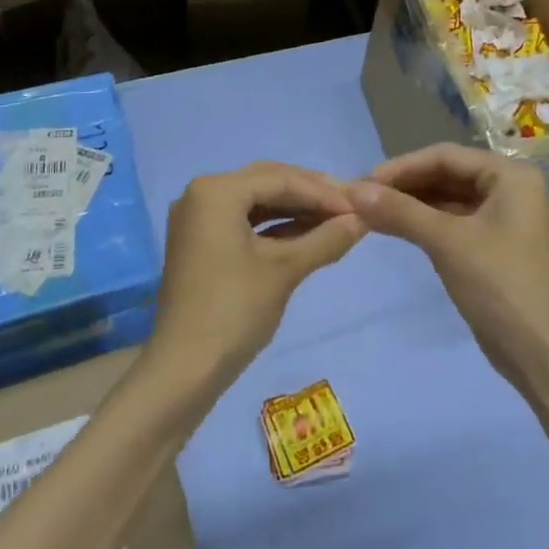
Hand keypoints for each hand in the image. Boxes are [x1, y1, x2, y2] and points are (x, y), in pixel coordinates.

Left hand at [151, 162, 365, 380]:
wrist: (184, 369)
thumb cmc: (234, 311)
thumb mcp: (285, 270)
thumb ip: (325, 239)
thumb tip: (364, 220)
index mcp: (216, 190)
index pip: (280, 179)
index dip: (324, 192)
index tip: (361, 206)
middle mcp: (201, 193)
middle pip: (266, 182)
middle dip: (310, 194)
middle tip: (351, 206)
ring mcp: (197, 218)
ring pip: (256, 201)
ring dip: (294, 210)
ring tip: (335, 219)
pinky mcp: (200, 241)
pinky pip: (243, 221)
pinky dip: (274, 226)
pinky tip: (307, 234)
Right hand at [348, 144, 548, 378]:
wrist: (539, 353)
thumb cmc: (498, 284)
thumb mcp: (447, 242)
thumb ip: (400, 211)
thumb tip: (353, 191)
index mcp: (510, 175)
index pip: (446, 156)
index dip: (401, 166)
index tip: (362, 182)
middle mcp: (509, 188)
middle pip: (446, 175)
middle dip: (404, 186)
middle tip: (361, 198)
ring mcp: (502, 218)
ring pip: (447, 199)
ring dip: (410, 204)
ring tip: (368, 212)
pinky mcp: (492, 245)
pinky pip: (452, 221)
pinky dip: (423, 223)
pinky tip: (392, 227)